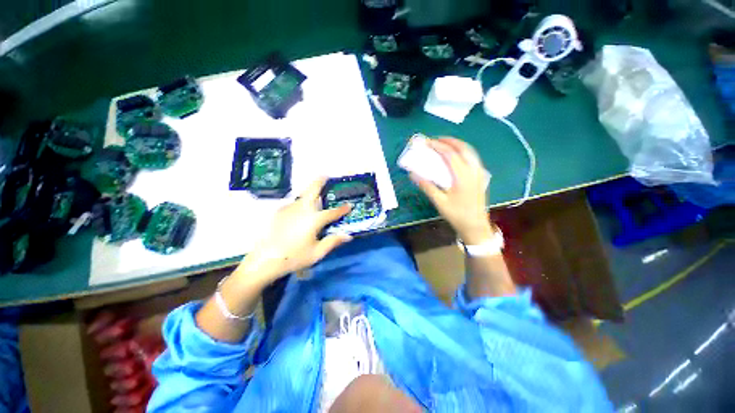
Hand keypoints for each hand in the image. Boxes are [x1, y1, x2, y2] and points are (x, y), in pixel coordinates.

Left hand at [235, 178, 352, 285]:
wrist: (264, 260)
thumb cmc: (294, 257)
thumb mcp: (317, 253)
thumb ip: (333, 242)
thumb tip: (348, 236)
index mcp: (314, 219)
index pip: (332, 212)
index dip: (342, 209)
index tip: (349, 205)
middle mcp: (302, 209)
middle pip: (312, 190)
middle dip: (320, 181)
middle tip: (325, 175)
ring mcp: (289, 209)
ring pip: (302, 196)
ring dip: (310, 192)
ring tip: (315, 195)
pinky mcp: (279, 212)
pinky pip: (294, 204)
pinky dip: (301, 203)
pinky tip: (300, 212)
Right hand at [411, 137, 493, 244]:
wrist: (475, 226)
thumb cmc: (456, 214)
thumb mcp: (439, 202)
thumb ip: (427, 186)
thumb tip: (412, 174)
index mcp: (462, 176)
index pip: (450, 154)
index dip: (437, 146)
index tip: (426, 142)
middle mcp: (473, 170)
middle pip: (463, 148)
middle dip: (448, 140)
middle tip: (435, 140)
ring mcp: (479, 172)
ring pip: (470, 151)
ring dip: (457, 144)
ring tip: (444, 144)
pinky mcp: (481, 176)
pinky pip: (473, 157)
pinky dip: (463, 151)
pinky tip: (456, 156)